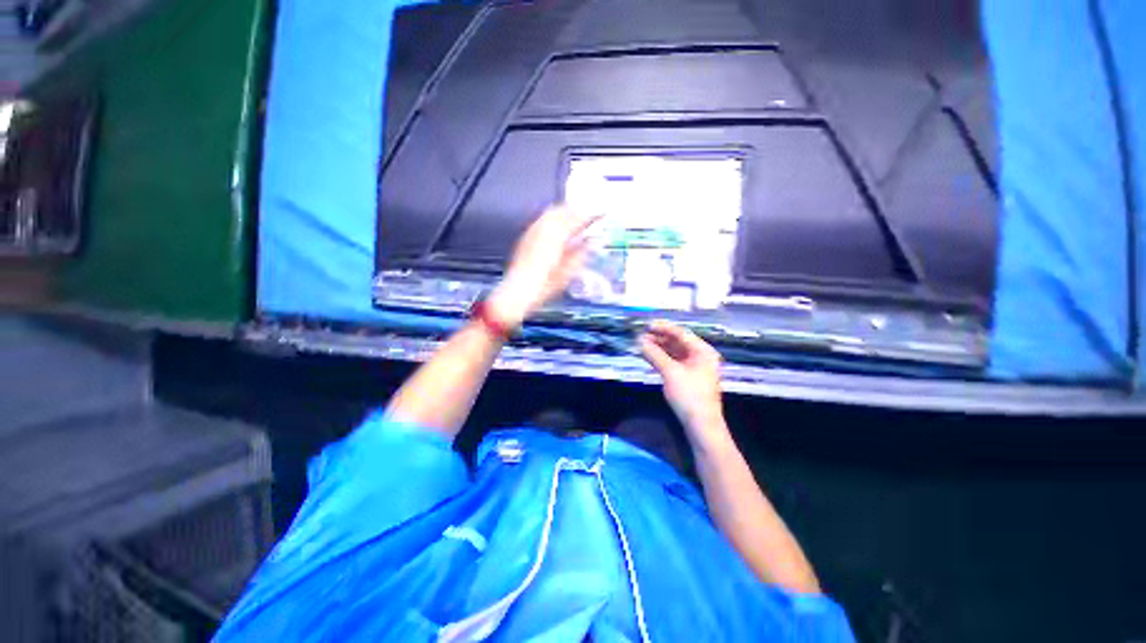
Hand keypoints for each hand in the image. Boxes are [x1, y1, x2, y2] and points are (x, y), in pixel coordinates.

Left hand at [487, 204, 599, 327]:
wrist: (519, 291)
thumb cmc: (545, 285)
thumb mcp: (568, 272)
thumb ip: (582, 253)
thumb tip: (593, 241)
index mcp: (556, 237)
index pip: (576, 218)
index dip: (589, 215)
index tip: (600, 214)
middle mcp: (543, 229)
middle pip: (562, 210)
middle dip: (576, 211)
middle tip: (587, 216)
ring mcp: (532, 232)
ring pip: (550, 213)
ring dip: (564, 213)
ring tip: (574, 221)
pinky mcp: (526, 237)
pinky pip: (541, 220)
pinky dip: (552, 220)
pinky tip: (557, 229)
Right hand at [639, 321, 726, 441]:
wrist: (701, 425)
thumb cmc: (689, 395)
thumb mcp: (670, 372)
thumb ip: (655, 354)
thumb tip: (640, 341)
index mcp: (702, 351)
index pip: (681, 333)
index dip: (663, 328)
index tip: (646, 325)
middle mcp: (700, 356)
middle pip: (678, 342)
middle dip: (659, 338)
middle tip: (641, 336)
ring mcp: (695, 367)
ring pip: (675, 352)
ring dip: (659, 348)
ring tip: (642, 345)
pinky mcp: (689, 378)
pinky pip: (674, 362)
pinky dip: (662, 358)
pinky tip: (650, 357)